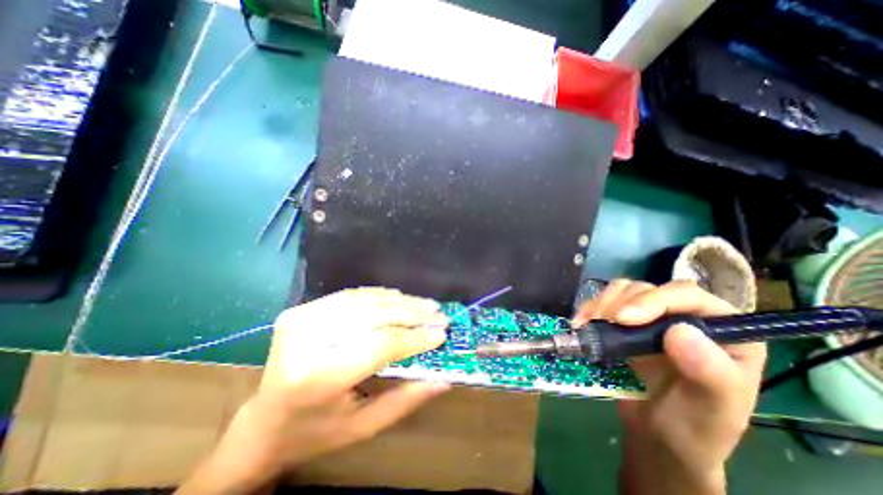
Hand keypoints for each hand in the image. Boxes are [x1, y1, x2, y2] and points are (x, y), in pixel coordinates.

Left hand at [181, 288, 453, 492]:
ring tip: (426, 305)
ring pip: (365, 300)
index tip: (441, 334)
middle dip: (413, 313)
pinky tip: (400, 298)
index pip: (381, 344)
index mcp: (318, 378)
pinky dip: (380, 295)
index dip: (415, 337)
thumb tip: (443, 379)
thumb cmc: (315, 431)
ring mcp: (301, 319)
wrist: (262, 422)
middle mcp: (307, 341)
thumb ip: (406, 400)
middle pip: (374, 316)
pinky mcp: (302, 310)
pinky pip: (352, 295)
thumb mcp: (363, 427)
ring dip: (400, 301)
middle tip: (439, 314)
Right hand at [574, 280, 765, 492]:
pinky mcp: (625, 323)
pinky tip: (581, 322)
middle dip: (621, 302)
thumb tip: (681, 332)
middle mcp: (686, 317)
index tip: (623, 318)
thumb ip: (710, 375)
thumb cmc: (692, 429)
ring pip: (624, 291)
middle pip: (649, 289)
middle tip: (601, 321)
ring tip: (589, 323)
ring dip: (602, 302)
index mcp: (724, 332)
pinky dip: (590, 308)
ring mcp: (652, 319)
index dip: (654, 300)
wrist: (656, 436)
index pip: (688, 296)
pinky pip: (605, 302)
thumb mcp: (712, 413)